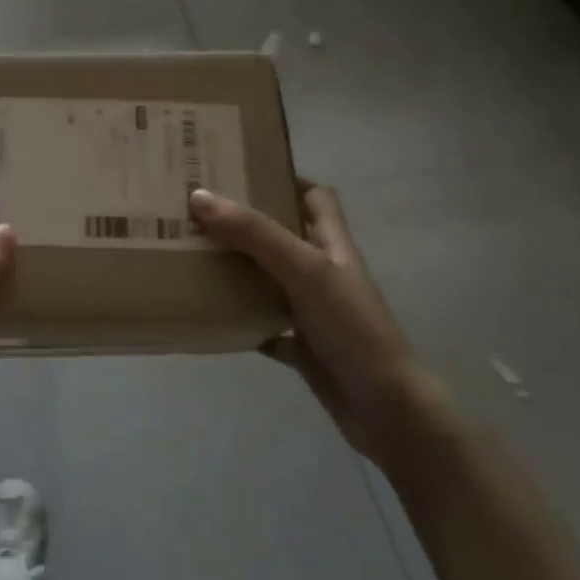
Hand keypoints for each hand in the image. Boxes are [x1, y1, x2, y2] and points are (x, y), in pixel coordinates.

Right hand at [189, 181, 431, 461]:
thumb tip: (199, 197)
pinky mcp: (303, 346)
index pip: (315, 197)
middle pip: (283, 234)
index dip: (285, 177)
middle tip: (198, 209)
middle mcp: (323, 272)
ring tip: (192, 253)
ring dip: (237, 269)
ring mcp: (313, 311)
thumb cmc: (352, 328)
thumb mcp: (304, 270)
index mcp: (332, 245)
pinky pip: (264, 325)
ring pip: (269, 279)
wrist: (387, 410)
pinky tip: (210, 314)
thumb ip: (254, 233)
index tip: (240, 169)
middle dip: (245, 221)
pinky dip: (240, 319)